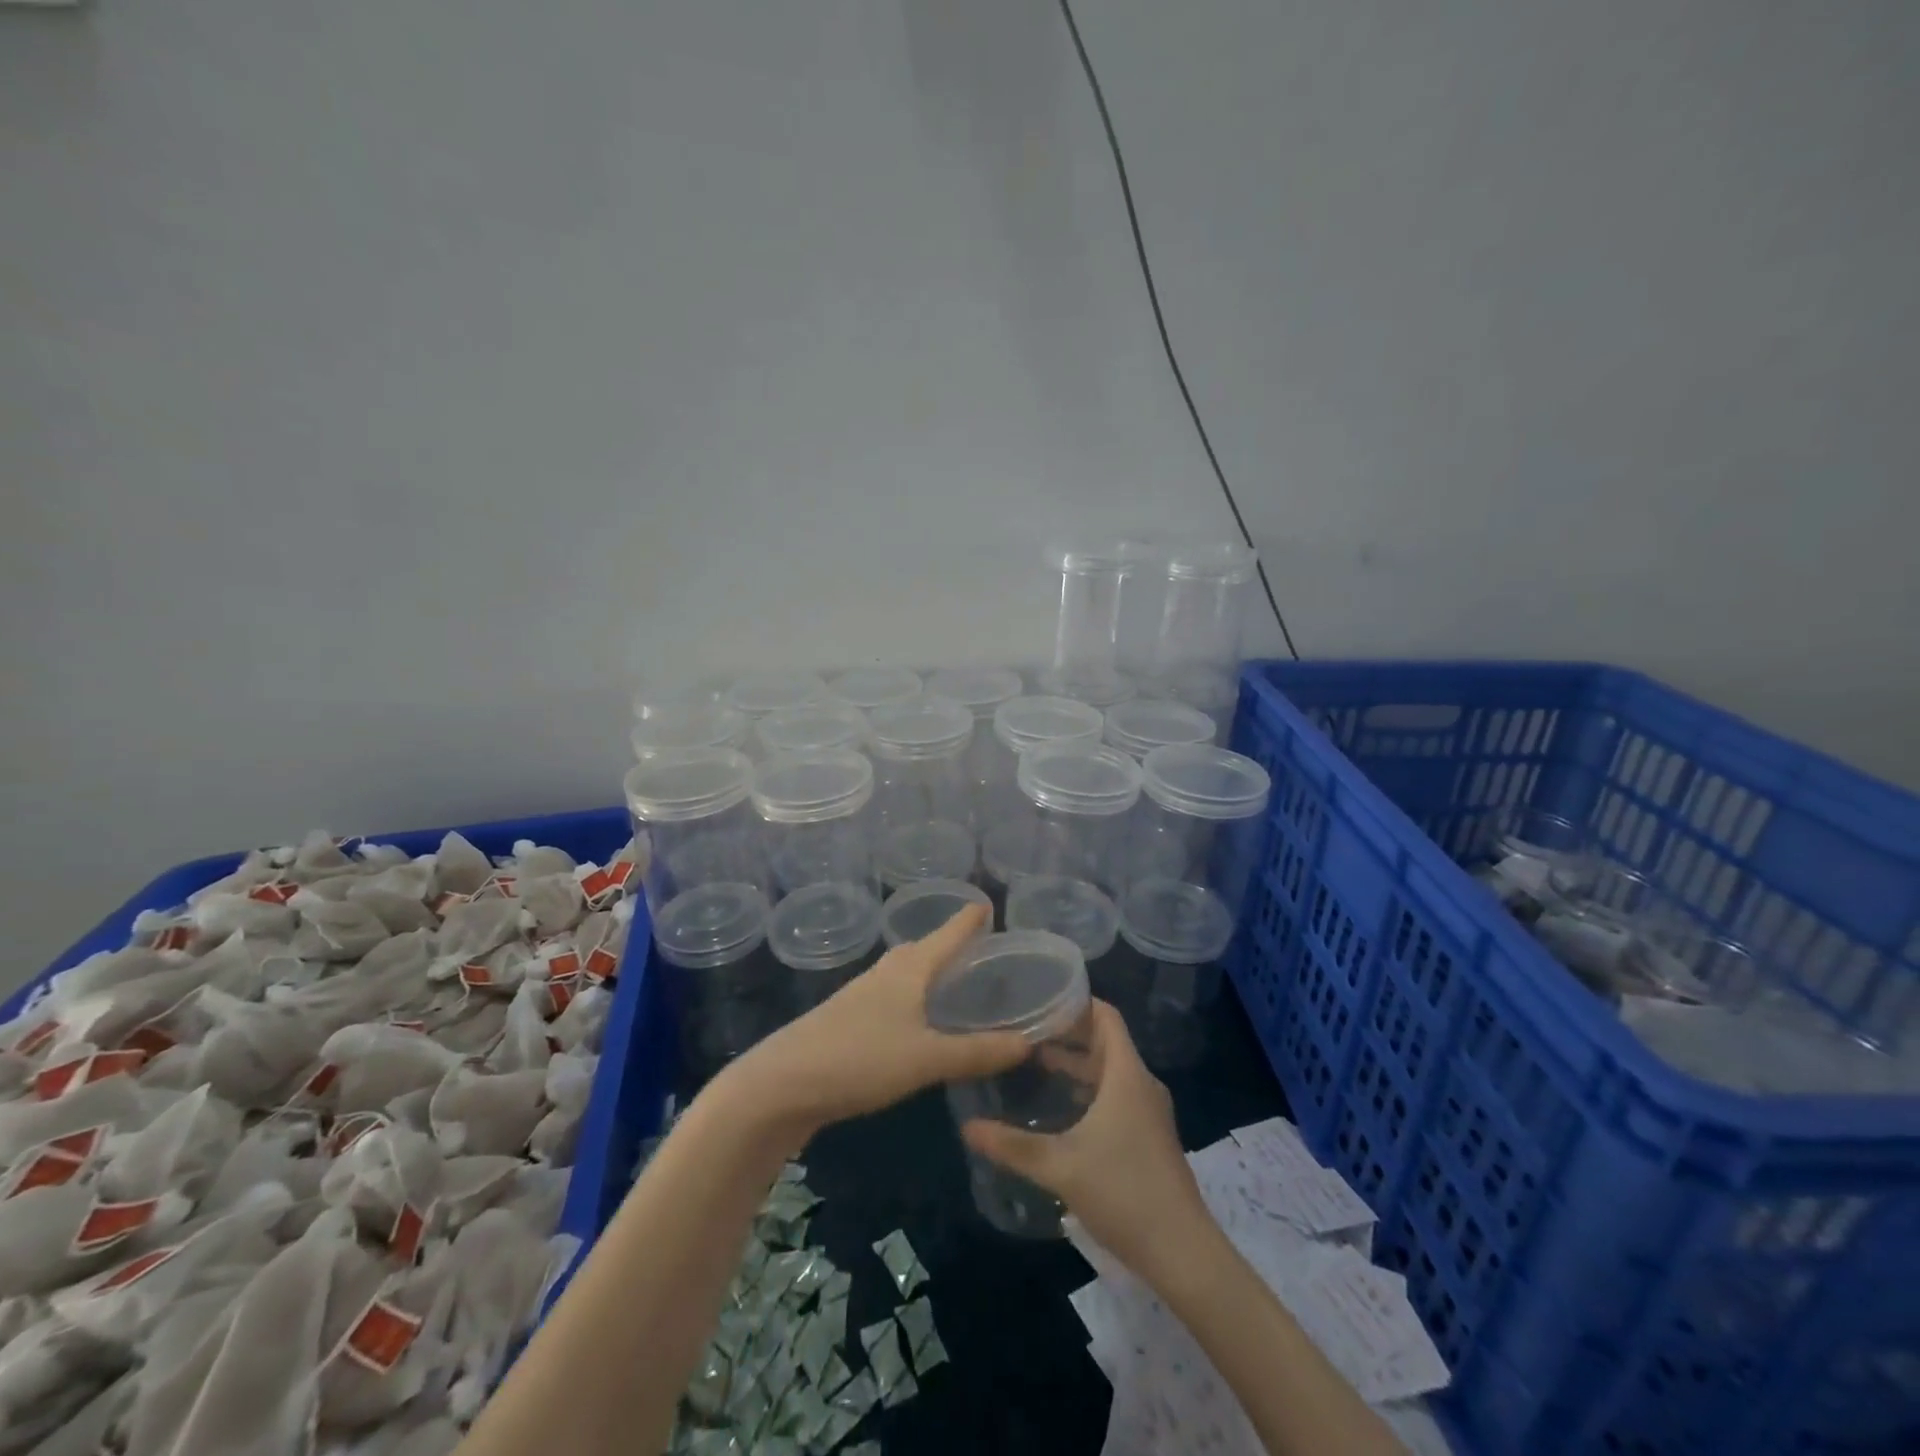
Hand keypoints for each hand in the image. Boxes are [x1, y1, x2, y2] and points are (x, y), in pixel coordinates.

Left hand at [726, 904, 1027, 1134]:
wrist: (782, 1084)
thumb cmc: (860, 1058)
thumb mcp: (926, 1058)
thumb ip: (976, 1052)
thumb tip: (1028, 1042)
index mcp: (908, 970)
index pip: (946, 934)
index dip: (968, 920)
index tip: (986, 904)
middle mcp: (885, 974)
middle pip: (923, 949)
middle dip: (949, 944)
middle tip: (978, 947)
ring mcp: (861, 997)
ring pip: (904, 974)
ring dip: (929, 971)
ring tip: (952, 981)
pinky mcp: (847, 1022)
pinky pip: (892, 998)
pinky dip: (913, 998)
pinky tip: (916, 1020)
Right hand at [962, 1000, 1208, 1285]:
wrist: (1183, 1253)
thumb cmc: (1123, 1193)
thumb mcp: (1060, 1166)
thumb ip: (1012, 1145)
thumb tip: (967, 1126)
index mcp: (1127, 1075)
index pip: (1106, 1016)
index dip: (1076, 1002)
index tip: (1040, 998)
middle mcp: (1141, 1084)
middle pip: (1106, 1041)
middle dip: (1069, 1033)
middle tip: (1027, 1030)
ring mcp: (1149, 1112)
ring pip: (1111, 1071)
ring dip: (1078, 1064)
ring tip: (1036, 1063)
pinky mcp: (1149, 1136)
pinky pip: (1117, 1095)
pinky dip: (1090, 1089)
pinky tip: (1062, 1108)